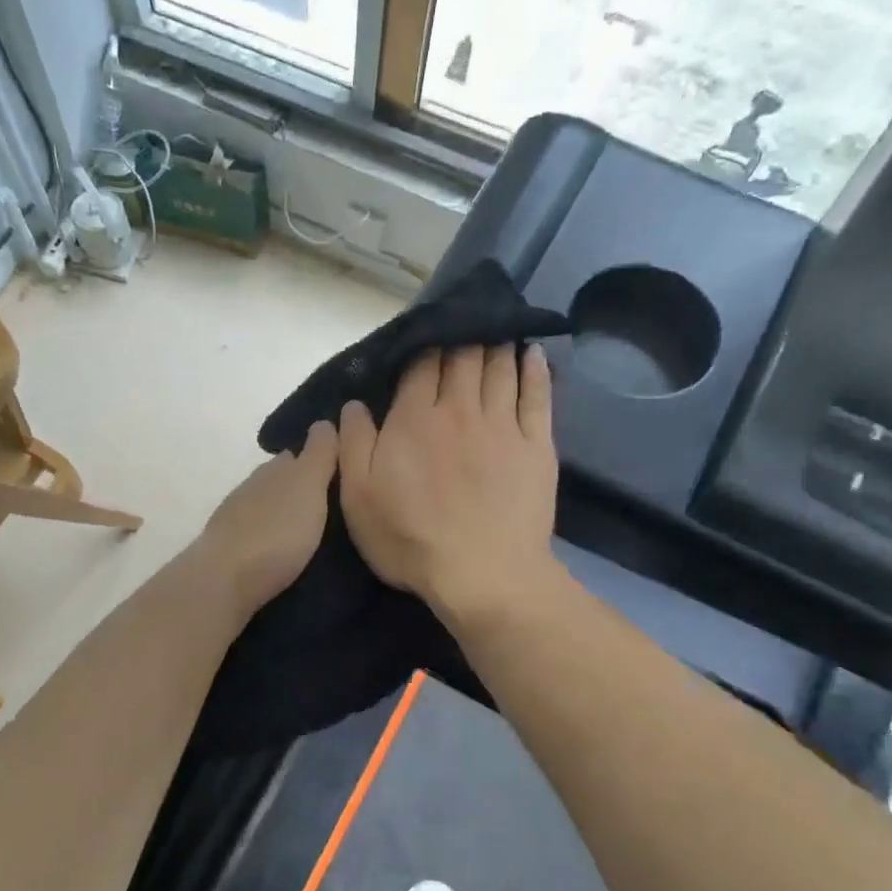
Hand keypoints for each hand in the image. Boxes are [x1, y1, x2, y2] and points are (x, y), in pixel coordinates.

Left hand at [195, 420, 339, 615]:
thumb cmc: (276, 531)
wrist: (225, 579)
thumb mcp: (308, 485)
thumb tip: (323, 422)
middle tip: (332, 505)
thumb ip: (319, 455)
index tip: (341, 472)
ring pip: (268, 507)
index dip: (319, 459)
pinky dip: (272, 535)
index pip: (297, 455)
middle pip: (281, 481)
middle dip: (302, 488)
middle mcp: (252, 488)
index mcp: (273, 470)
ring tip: (313, 530)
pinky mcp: (230, 549)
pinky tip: (284, 548)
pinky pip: (258, 534)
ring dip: (286, 514)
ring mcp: (236, 519)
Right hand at [338, 345, 559, 625]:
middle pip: (462, 357)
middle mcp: (459, 410)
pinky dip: (536, 370)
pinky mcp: (537, 446)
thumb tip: (353, 404)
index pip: (419, 366)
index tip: (423, 332)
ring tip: (497, 323)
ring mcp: (503, 426)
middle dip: (461, 334)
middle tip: (462, 317)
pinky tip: (533, 353)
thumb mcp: (358, 497)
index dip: (421, 344)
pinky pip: (538, 396)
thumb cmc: (410, 538)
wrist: (482, 573)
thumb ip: (353, 444)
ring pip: (500, 368)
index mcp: (413, 420)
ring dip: (496, 342)